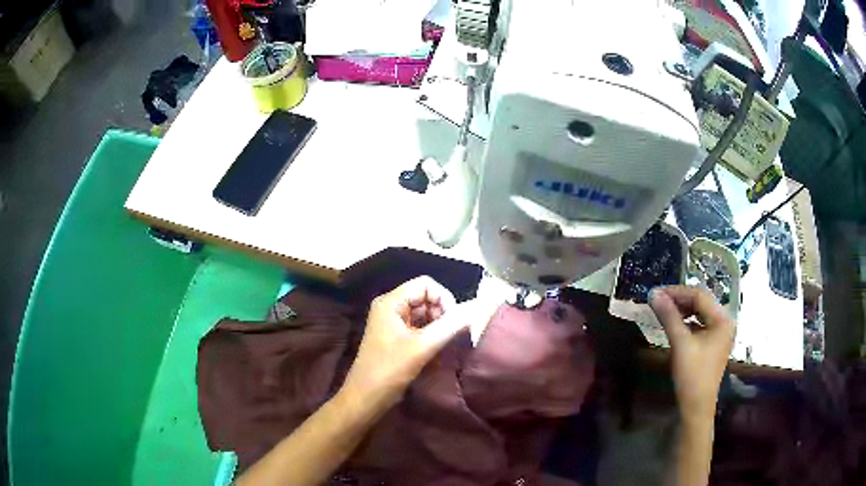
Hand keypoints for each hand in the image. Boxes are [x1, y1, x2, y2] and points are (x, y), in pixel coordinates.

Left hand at [341, 276, 468, 406]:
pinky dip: (430, 336)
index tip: (454, 322)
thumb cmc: (390, 370)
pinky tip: (435, 351)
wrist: (366, 398)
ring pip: (424, 314)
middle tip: (450, 336)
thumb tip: (475, 309)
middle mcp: (390, 307)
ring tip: (443, 345)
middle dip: (442, 314)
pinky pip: (419, 328)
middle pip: (426, 298)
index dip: (444, 299)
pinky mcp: (395, 338)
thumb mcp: (422, 347)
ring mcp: (392, 323)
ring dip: (438, 327)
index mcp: (391, 302)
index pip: (426, 284)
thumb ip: (450, 326)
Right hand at [650, 286, 734, 420]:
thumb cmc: (692, 375)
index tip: (656, 293)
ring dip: (682, 310)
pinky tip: (674, 325)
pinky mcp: (713, 343)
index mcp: (722, 319)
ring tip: (664, 311)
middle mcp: (724, 322)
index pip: (699, 295)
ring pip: (700, 313)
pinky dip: (686, 322)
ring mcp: (719, 333)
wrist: (696, 407)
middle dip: (679, 300)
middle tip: (658, 301)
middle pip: (701, 302)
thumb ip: (669, 317)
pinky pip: (699, 324)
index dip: (677, 292)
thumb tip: (654, 294)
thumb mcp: (680, 344)